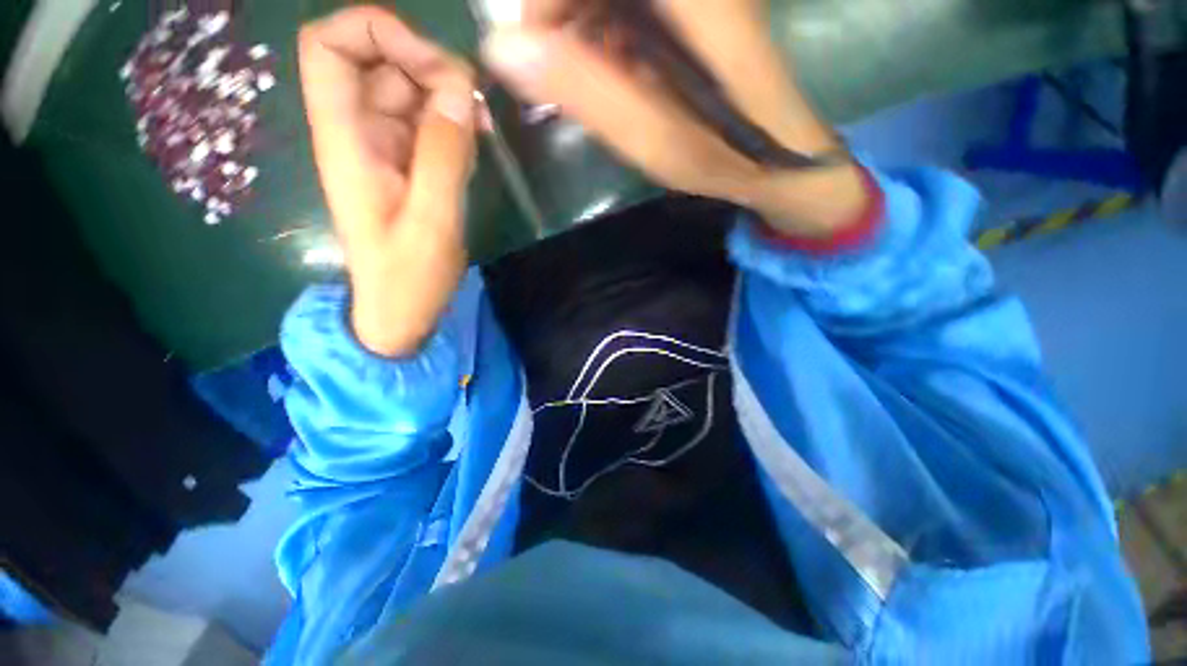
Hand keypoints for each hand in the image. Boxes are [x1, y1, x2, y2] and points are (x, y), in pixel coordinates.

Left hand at [299, 7, 479, 355]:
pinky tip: (478, 141)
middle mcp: (360, 133)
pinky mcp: (410, 165)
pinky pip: (430, 123)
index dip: (373, 31)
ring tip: (482, 128)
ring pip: (411, 91)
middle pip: (380, 62)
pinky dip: (455, 122)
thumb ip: (444, 155)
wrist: (403, 309)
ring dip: (449, 97)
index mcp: (346, 141)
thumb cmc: (409, 275)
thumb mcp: (432, 220)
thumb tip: (460, 90)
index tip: (430, 62)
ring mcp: (387, 148)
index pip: (329, 48)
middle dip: (429, 67)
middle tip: (474, 104)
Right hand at [480, 0, 868, 237]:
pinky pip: (623, 4)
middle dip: (556, 11)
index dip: (546, 3)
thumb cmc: (719, 158)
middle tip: (547, 67)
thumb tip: (506, 48)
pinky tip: (604, 63)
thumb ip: (589, 92)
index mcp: (696, 5)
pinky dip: (598, 23)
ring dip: (575, 19)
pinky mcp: (694, 7)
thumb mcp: (654, 140)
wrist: (779, 155)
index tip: (528, 46)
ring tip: (575, 75)